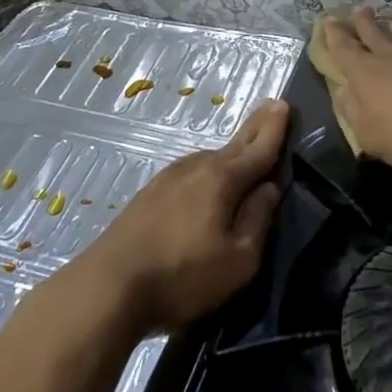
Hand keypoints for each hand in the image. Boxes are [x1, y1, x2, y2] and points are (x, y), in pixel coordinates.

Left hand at [74, 100, 287, 334]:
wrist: (107, 288)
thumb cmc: (182, 276)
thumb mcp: (238, 260)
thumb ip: (258, 220)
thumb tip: (269, 189)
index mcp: (222, 179)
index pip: (258, 148)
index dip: (274, 128)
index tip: (284, 103)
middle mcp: (195, 168)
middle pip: (233, 146)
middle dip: (255, 129)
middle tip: (270, 108)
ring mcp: (167, 179)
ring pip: (209, 161)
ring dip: (230, 155)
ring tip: (245, 155)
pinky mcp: (148, 196)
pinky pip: (190, 175)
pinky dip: (207, 173)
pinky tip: (206, 186)